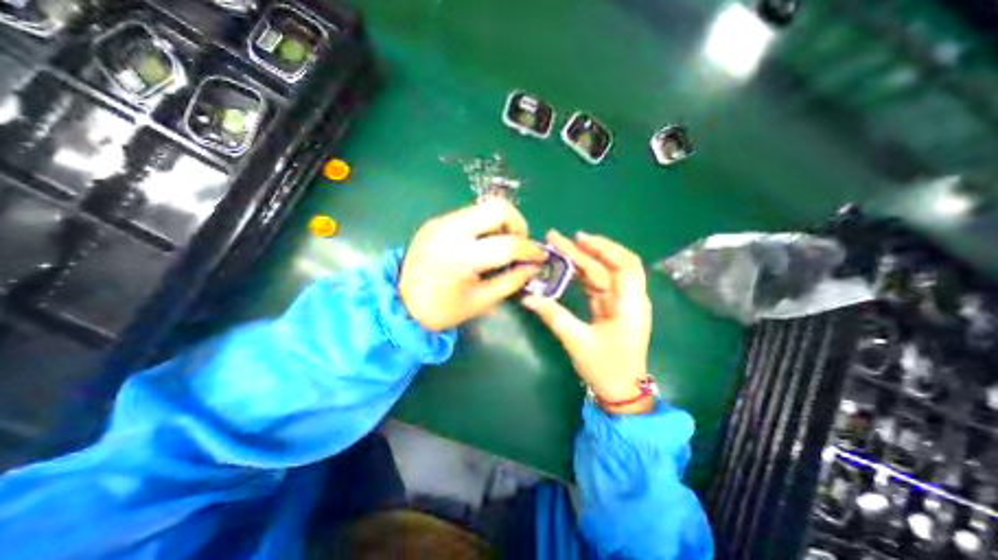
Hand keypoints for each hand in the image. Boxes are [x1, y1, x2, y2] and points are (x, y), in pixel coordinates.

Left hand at [398, 199, 543, 332]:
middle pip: (498, 208)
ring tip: (504, 245)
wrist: (400, 303)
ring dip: (502, 223)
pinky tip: (484, 244)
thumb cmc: (441, 310)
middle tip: (521, 245)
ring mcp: (441, 221)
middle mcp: (451, 230)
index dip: (530, 251)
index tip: (541, 257)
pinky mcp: (436, 221)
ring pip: (484, 207)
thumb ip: (512, 280)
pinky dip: (486, 225)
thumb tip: (534, 266)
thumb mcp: (481, 301)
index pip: (507, 244)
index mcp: (461, 256)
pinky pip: (470, 214)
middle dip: (518, 224)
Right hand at [524, 230, 656, 411]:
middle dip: (584, 250)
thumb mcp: (578, 342)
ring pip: (601, 274)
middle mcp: (629, 299)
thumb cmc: (606, 368)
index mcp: (631, 305)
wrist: (620, 392)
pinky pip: (596, 285)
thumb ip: (554, 316)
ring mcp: (619, 303)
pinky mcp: (610, 308)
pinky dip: (581, 275)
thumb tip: (528, 298)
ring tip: (558, 248)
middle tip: (556, 238)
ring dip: (581, 260)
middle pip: (609, 266)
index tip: (579, 238)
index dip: (604, 248)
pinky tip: (566, 267)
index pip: (625, 266)